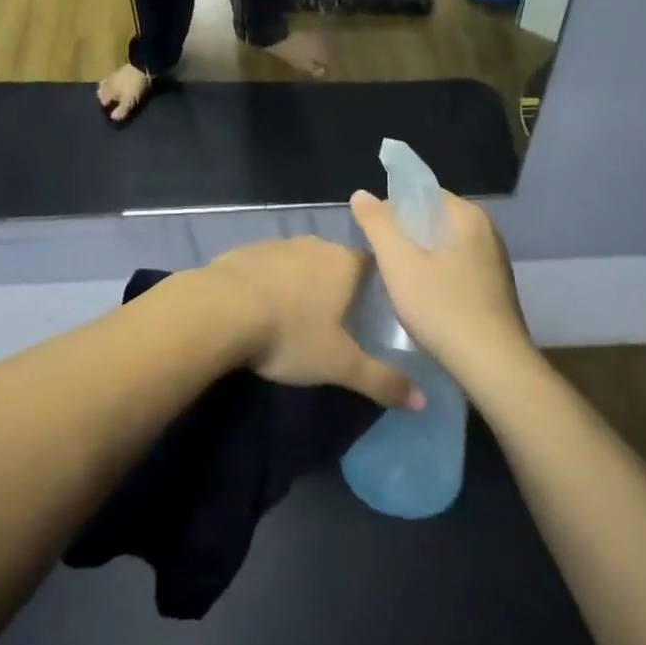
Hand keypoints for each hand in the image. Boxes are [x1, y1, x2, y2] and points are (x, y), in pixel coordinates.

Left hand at [201, 238, 422, 408]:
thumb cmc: (290, 333)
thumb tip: (423, 400)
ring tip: (301, 315)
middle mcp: (314, 244)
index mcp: (343, 263)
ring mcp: (278, 244)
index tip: (376, 308)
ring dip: (304, 282)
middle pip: (336, 261)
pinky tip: (264, 308)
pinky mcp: (247, 251)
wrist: (222, 308)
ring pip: (301, 262)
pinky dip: (273, 282)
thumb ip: (382, 380)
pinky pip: (270, 265)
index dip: (376, 284)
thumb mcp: (340, 365)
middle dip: (339, 285)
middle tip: (340, 319)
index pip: (371, 264)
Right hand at [350, 191, 530, 380]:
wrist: (493, 367)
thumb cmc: (441, 306)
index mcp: (467, 215)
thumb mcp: (397, 261)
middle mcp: (486, 231)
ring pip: (444, 247)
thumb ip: (376, 222)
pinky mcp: (496, 290)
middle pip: (432, 220)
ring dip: (420, 258)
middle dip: (405, 236)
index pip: (421, 194)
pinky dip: (438, 276)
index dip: (392, 210)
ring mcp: (494, 262)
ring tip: (400, 282)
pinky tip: (425, 301)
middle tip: (383, 261)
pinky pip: (457, 269)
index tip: (375, 237)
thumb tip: (361, 194)